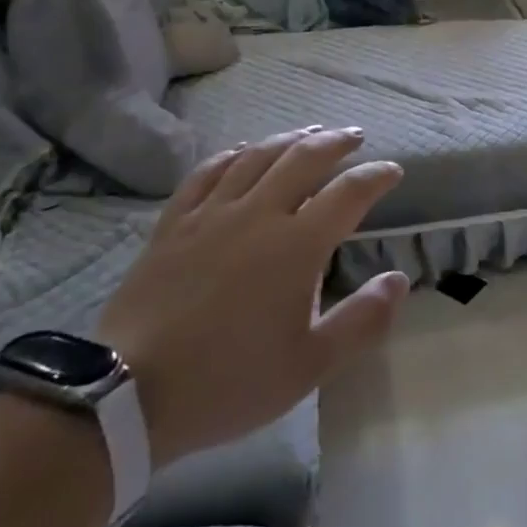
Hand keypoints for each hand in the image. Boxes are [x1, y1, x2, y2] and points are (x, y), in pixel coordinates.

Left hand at [97, 128, 407, 467]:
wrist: (128, 394)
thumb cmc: (229, 381)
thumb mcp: (310, 366)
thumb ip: (362, 320)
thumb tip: (399, 279)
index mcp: (297, 246)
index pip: (348, 194)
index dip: (376, 177)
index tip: (393, 171)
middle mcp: (258, 215)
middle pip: (303, 159)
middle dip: (335, 142)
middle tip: (354, 136)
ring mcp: (211, 215)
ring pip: (256, 157)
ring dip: (289, 139)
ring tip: (309, 132)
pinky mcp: (173, 224)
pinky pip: (206, 173)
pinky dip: (232, 155)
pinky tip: (242, 151)